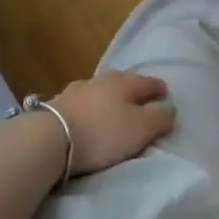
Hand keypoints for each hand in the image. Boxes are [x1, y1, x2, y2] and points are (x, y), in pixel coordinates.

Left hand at [49, 70, 174, 176]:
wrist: (49, 138)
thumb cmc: (102, 132)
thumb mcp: (140, 128)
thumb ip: (159, 117)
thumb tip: (169, 107)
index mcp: (124, 82)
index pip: (148, 81)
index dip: (159, 88)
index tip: (166, 94)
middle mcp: (100, 79)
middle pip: (122, 82)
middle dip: (133, 90)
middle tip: (140, 101)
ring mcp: (76, 90)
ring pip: (99, 90)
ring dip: (108, 98)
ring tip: (113, 109)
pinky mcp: (57, 104)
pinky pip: (81, 102)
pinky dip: (89, 107)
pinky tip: (88, 115)